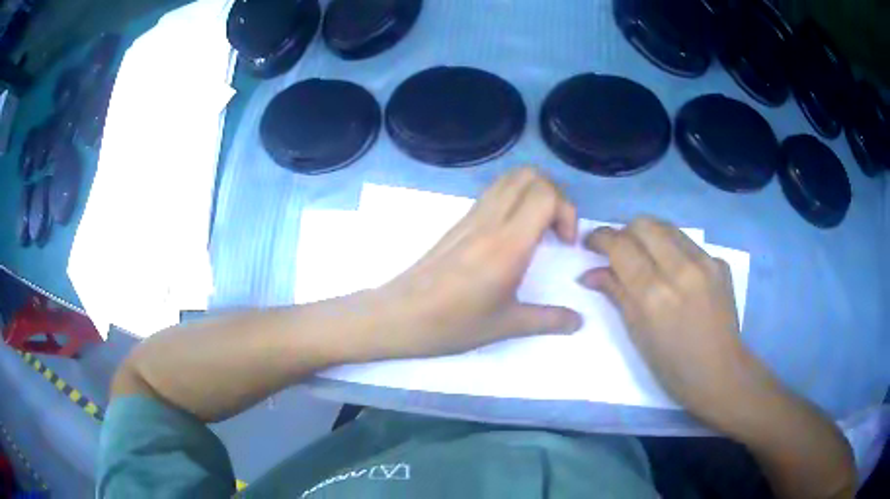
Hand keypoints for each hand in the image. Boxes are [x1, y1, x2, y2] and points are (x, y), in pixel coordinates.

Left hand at [366, 168, 583, 359]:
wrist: (399, 315)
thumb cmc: (452, 324)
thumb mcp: (506, 326)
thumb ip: (549, 321)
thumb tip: (579, 322)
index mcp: (508, 244)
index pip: (545, 195)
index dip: (566, 210)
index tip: (566, 242)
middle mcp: (490, 220)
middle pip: (530, 175)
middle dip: (555, 195)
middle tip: (557, 230)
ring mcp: (471, 216)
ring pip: (510, 178)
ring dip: (533, 192)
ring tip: (539, 228)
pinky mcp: (459, 221)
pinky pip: (494, 192)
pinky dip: (514, 198)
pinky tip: (513, 234)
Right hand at [580, 217, 765, 429]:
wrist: (720, 373)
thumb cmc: (672, 366)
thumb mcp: (637, 334)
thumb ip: (616, 294)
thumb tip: (590, 273)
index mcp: (654, 294)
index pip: (621, 246)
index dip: (601, 237)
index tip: (591, 242)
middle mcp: (681, 269)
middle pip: (644, 224)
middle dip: (625, 231)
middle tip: (618, 250)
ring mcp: (705, 262)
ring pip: (667, 227)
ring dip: (649, 236)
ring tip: (645, 257)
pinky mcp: (720, 263)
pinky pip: (689, 244)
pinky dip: (673, 251)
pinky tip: (676, 274)